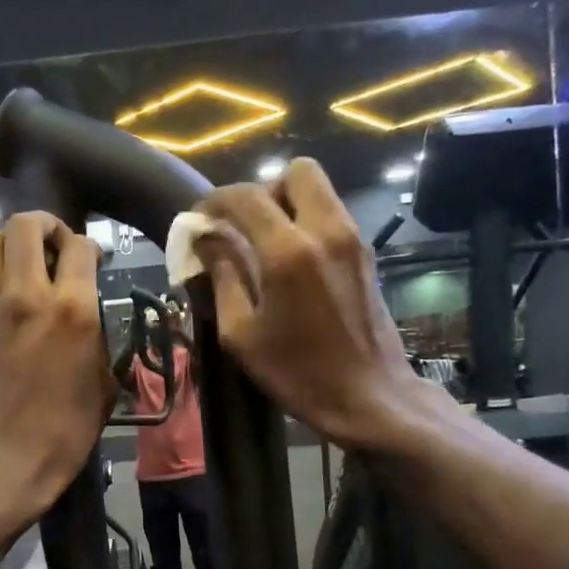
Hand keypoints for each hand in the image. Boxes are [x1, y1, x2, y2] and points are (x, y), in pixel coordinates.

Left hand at [0, 212, 114, 532]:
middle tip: (58, 245)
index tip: (93, 261)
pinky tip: (15, 303)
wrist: (1, 460)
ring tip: (29, 263)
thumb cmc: (64, 432)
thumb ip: (98, 341)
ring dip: (12, 241)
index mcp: (72, 310)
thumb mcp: (103, 387)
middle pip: (25, 225)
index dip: (89, 246)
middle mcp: (28, 295)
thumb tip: (91, 324)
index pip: (79, 246)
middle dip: (45, 225)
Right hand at [198, 159, 454, 450]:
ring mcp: (352, 239)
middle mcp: (325, 231)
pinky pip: (331, 214)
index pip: (245, 198)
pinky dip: (307, 221)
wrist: (370, 396)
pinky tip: (292, 261)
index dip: (214, 202)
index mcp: (288, 252)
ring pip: (319, 190)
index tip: (198, 220)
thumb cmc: (298, 372)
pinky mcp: (366, 253)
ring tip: (264, 242)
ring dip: (287, 204)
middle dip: (263, 190)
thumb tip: (205, 242)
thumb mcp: (241, 334)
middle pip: (296, 172)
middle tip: (243, 226)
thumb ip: (222, 278)